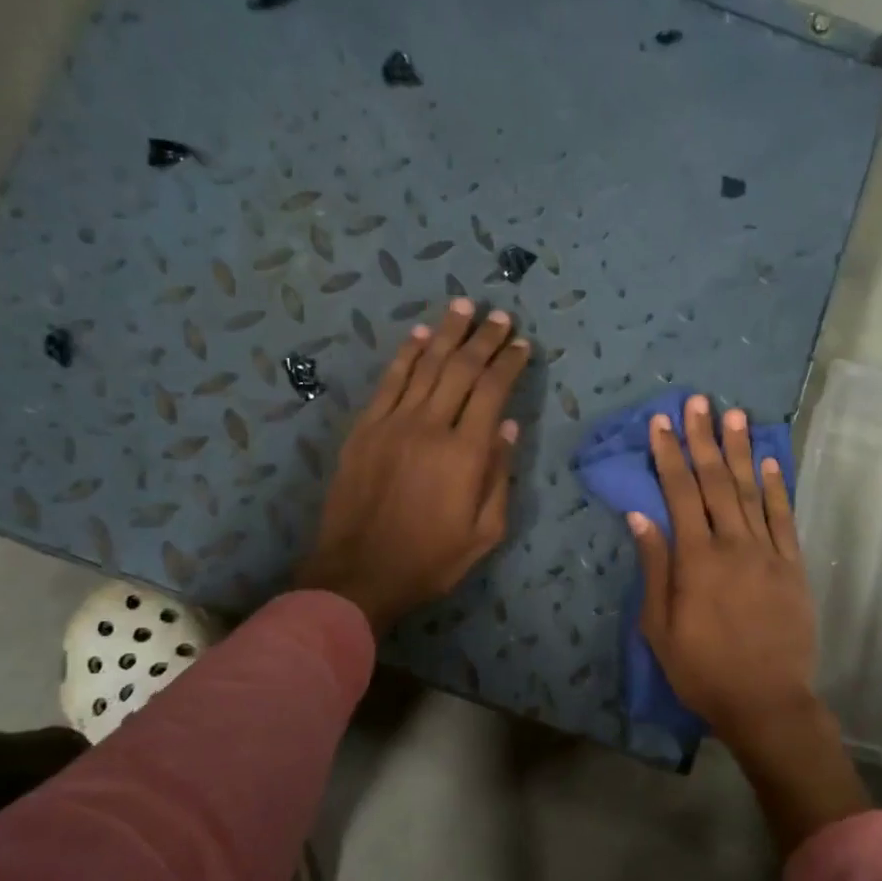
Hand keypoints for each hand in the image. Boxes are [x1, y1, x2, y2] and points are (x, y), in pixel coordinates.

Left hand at [296, 300, 529, 634]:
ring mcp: (392, 423)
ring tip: (464, 306)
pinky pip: (388, 381)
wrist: (359, 574)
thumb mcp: (485, 532)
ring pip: (424, 365)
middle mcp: (430, 426)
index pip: (492, 391)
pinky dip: (406, 354)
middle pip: (461, 368)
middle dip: (484, 338)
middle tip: (500, 316)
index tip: (522, 344)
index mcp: (465, 453)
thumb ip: (499, 476)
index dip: (509, 363)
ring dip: (447, 332)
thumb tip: (507, 427)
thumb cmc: (431, 560)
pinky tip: (419, 334)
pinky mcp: (364, 429)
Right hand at [629, 395, 867, 854]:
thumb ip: (653, 567)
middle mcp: (733, 544)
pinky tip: (770, 462)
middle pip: (715, 482)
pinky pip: (785, 518)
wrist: (766, 701)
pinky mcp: (793, 566)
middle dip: (703, 438)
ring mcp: (768, 553)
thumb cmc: (702, 669)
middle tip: (698, 401)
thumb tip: (639, 516)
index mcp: (696, 559)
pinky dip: (777, 487)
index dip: (669, 454)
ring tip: (734, 415)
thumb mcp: (659, 627)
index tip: (661, 422)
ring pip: (751, 491)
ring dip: (740, 451)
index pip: (679, 493)